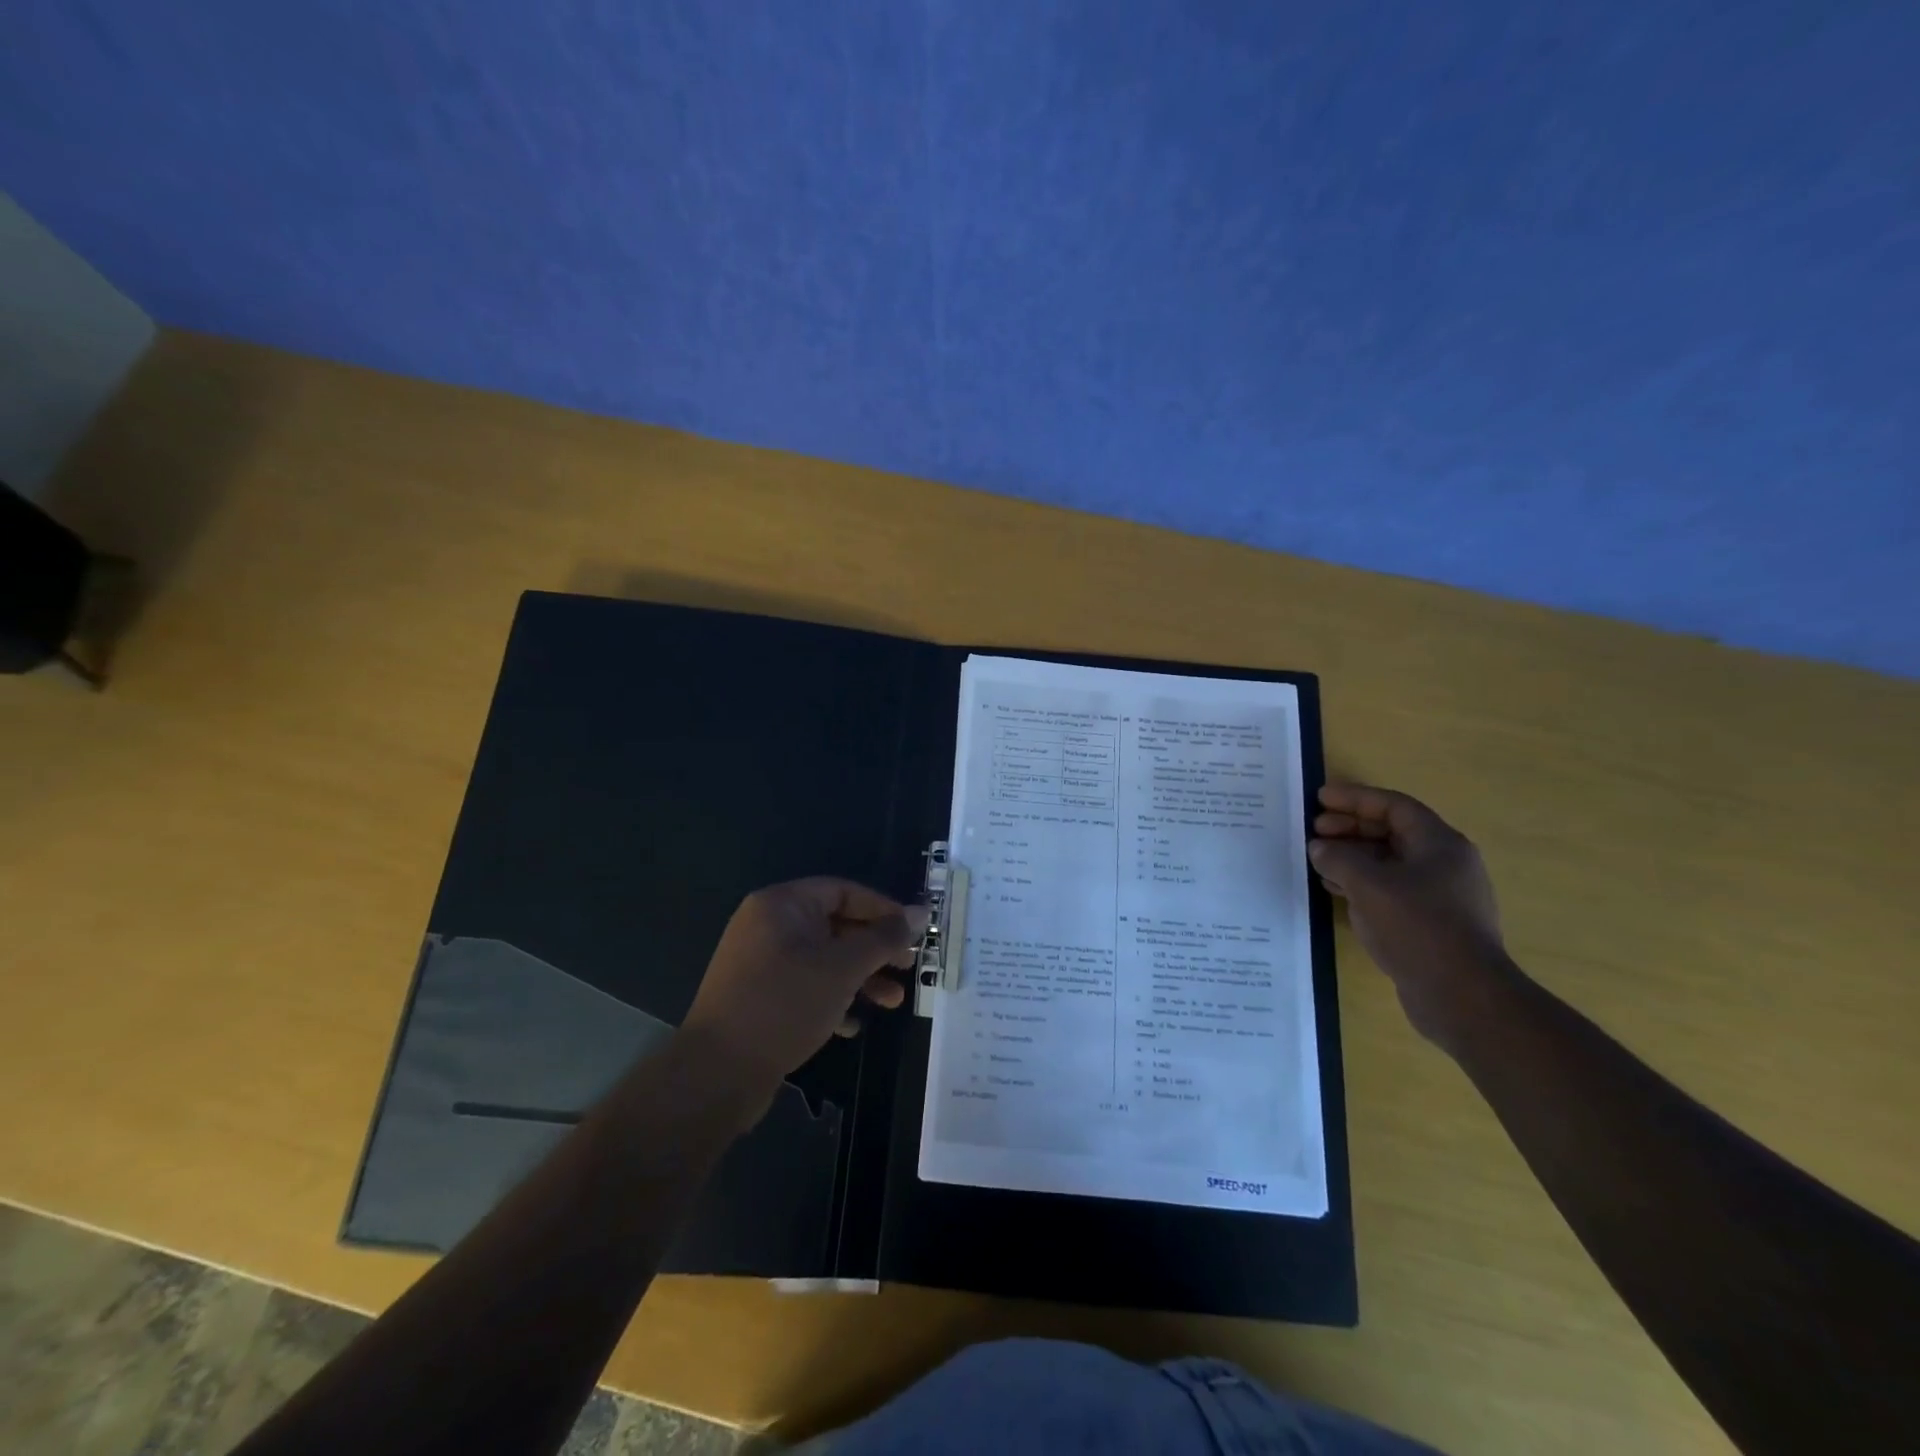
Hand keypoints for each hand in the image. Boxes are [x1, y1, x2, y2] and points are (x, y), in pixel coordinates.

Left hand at [682, 878, 926, 1103]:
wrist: (717, 1073)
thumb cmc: (784, 1005)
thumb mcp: (843, 968)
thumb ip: (884, 938)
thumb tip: (920, 912)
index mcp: (782, 904)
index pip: (843, 890)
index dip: (883, 909)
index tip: (914, 932)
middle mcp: (767, 925)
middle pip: (835, 925)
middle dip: (875, 949)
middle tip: (907, 968)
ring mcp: (760, 962)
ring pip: (823, 959)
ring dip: (860, 978)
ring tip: (892, 1002)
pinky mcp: (758, 997)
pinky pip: (805, 986)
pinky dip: (833, 998)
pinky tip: (852, 1025)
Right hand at [1309, 783, 1511, 1046]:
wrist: (1462, 996)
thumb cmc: (1418, 927)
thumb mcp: (1368, 885)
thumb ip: (1339, 858)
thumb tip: (1320, 847)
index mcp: (1439, 844)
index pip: (1393, 806)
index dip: (1355, 798)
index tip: (1320, 798)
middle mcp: (1444, 864)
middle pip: (1392, 832)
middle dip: (1350, 828)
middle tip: (1314, 830)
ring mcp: (1439, 895)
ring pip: (1388, 862)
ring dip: (1352, 856)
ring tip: (1317, 859)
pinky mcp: (1430, 923)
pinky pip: (1390, 889)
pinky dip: (1361, 883)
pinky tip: (1334, 890)